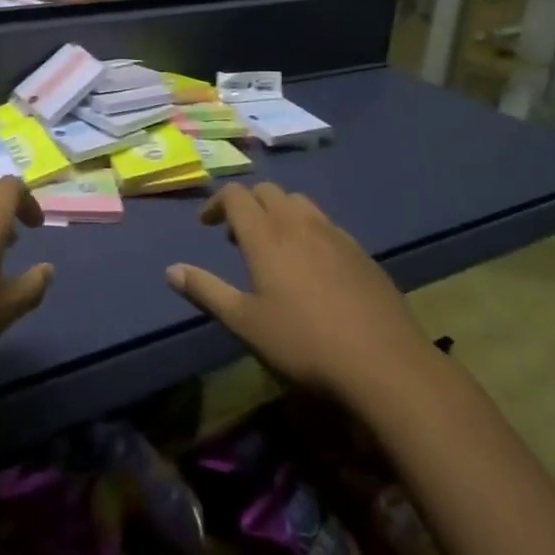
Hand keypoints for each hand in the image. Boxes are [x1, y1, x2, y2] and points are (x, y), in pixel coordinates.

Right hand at [167, 182, 433, 407]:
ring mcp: (334, 234)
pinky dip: (307, 230)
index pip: (235, 195)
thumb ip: (206, 291)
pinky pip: (325, 224)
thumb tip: (171, 270)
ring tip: (274, 247)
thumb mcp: (245, 323)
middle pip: (267, 191)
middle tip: (236, 237)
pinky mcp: (360, 252)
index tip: (207, 225)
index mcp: (266, 235)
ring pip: (299, 203)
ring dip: (278, 213)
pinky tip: (312, 267)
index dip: (217, 202)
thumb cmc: (304, 343)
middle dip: (247, 204)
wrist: (384, 363)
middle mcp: (298, 223)